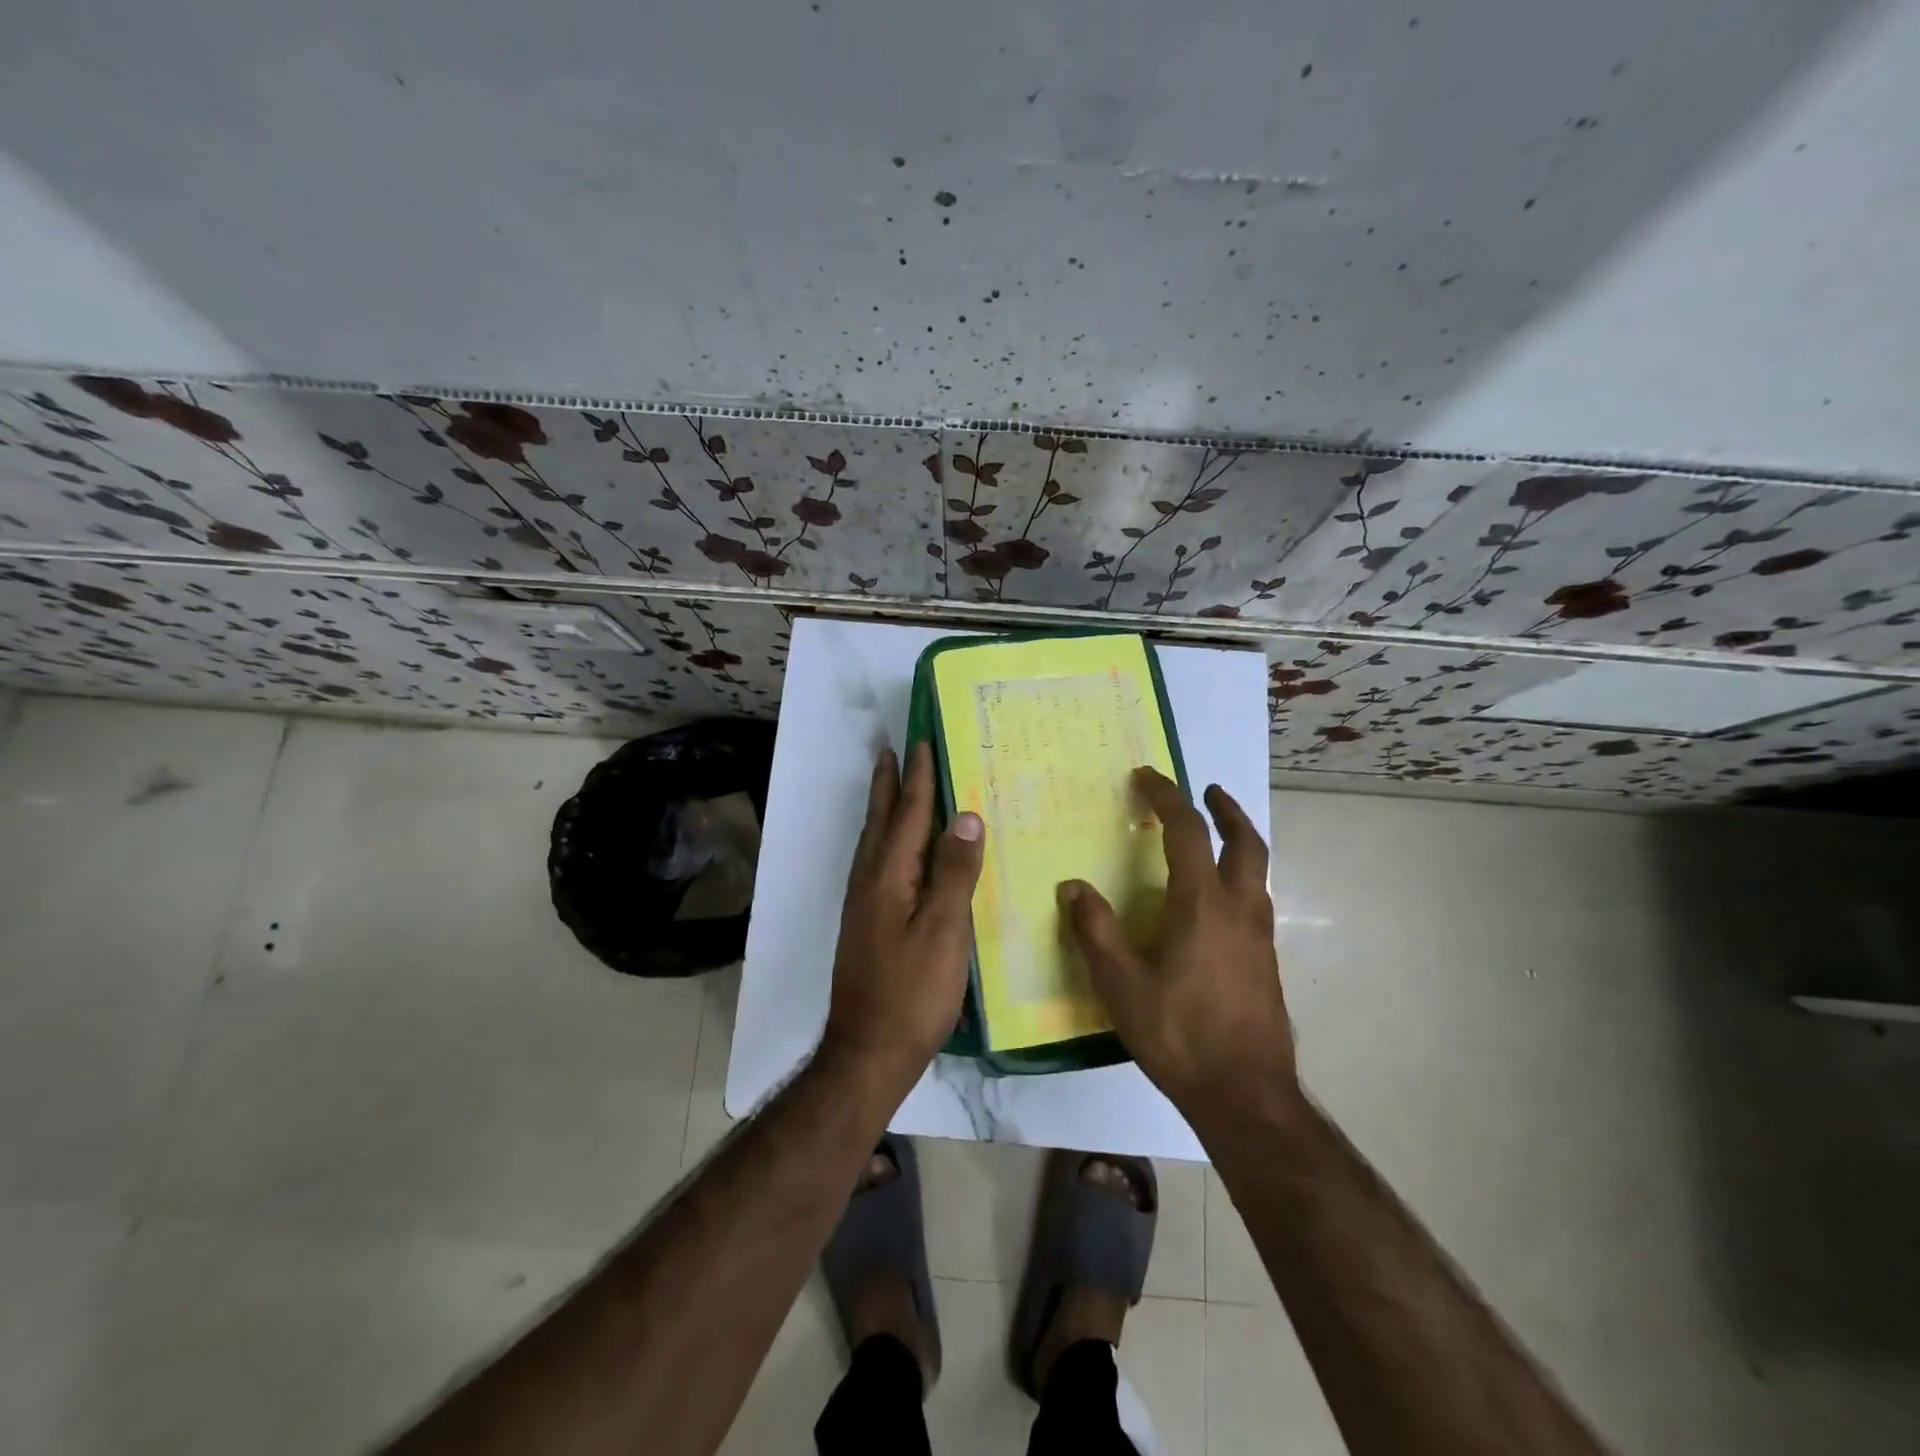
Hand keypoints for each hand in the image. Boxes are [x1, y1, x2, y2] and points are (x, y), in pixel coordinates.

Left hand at [821, 742, 984, 1098]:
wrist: (867, 1052)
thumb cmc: (912, 993)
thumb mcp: (944, 932)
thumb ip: (954, 873)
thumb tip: (964, 815)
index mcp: (888, 877)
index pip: (907, 814)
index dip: (917, 778)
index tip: (921, 740)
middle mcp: (869, 882)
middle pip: (881, 821)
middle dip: (888, 783)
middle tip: (890, 748)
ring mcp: (863, 905)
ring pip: (874, 842)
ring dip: (883, 808)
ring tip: (890, 785)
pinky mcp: (865, 924)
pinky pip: (877, 864)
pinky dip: (887, 840)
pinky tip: (895, 851)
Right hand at [1060, 769, 1295, 1117]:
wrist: (1246, 1095)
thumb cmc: (1180, 1035)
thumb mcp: (1122, 986)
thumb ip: (1096, 932)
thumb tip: (1072, 887)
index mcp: (1202, 906)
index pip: (1188, 832)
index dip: (1167, 797)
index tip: (1146, 777)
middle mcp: (1239, 910)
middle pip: (1245, 842)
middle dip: (1225, 810)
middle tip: (1207, 790)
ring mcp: (1260, 936)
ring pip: (1257, 871)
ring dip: (1238, 840)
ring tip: (1213, 835)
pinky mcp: (1266, 961)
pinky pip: (1255, 899)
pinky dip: (1239, 876)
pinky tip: (1216, 901)